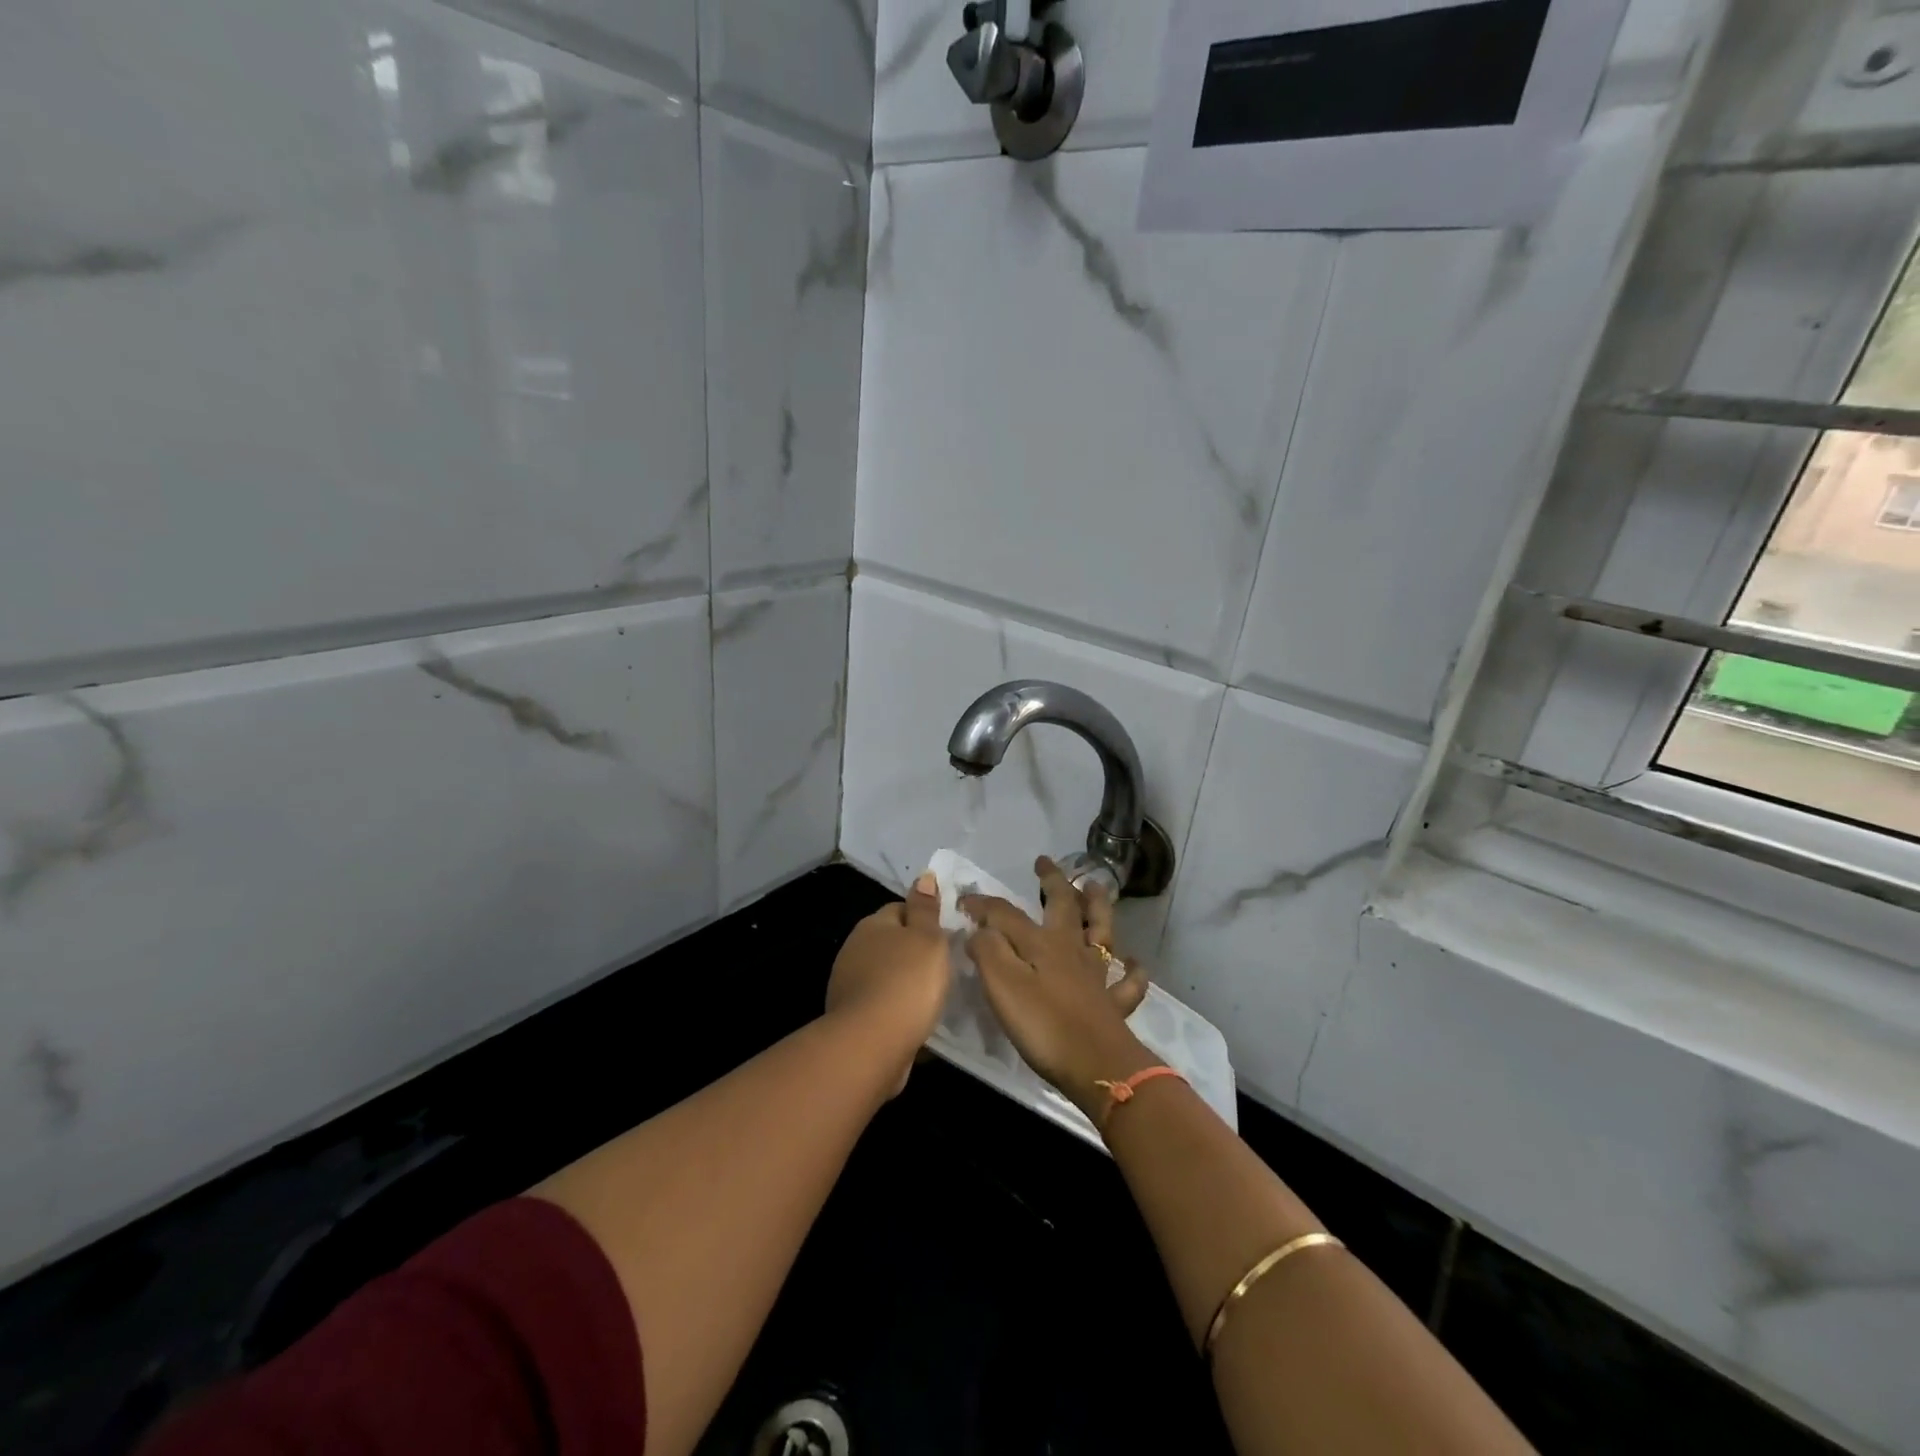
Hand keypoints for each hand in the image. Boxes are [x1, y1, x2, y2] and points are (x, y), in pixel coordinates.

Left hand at [826, 874, 949, 1094]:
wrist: (871, 1043)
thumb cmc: (907, 982)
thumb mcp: (928, 938)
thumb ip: (926, 908)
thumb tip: (923, 876)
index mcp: (873, 924)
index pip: (900, 909)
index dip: (923, 919)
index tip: (945, 936)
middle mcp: (854, 948)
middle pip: (890, 941)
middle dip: (912, 951)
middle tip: (942, 966)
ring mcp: (848, 983)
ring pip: (884, 973)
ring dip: (902, 981)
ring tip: (930, 996)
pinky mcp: (850, 1016)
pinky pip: (879, 1002)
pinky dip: (894, 1007)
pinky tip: (913, 1019)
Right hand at [961, 857, 1154, 1119]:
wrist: (1096, 1066)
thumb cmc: (1043, 1024)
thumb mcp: (1002, 984)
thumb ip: (988, 950)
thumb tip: (978, 928)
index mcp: (1042, 942)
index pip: (1007, 913)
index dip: (984, 904)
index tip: (964, 900)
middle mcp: (1071, 949)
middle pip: (1063, 905)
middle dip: (1052, 881)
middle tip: (1044, 862)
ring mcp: (1097, 975)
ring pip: (1100, 930)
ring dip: (1097, 906)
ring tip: (1094, 887)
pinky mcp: (1113, 1004)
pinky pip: (1127, 982)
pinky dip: (1132, 969)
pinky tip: (1133, 961)